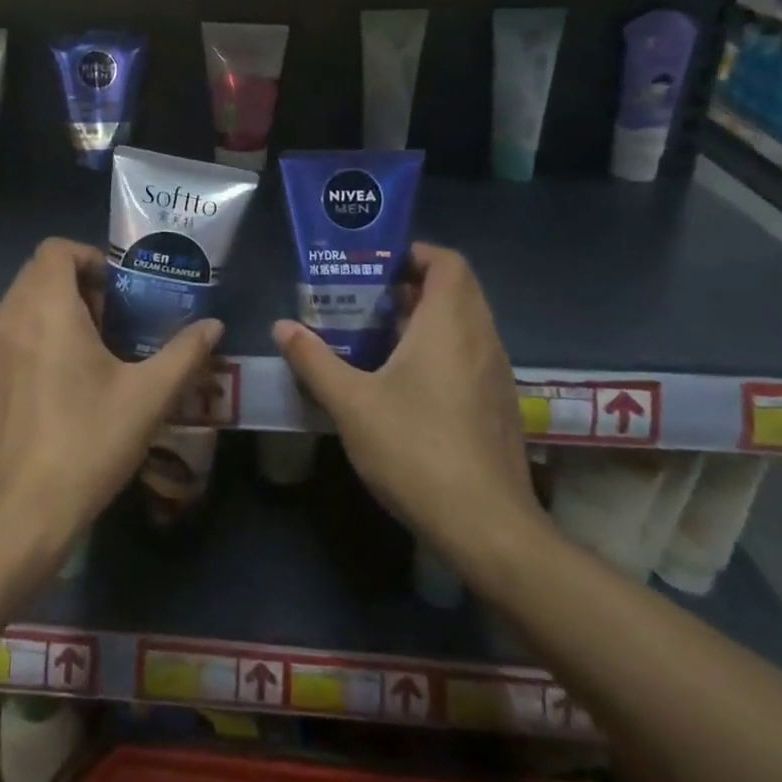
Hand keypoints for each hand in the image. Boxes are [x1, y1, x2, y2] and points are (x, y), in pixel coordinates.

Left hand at [0, 237, 221, 574]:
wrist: (13, 520)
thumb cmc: (84, 445)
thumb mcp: (147, 399)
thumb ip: (184, 354)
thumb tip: (214, 326)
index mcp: (44, 308)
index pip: (56, 249)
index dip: (90, 258)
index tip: (119, 292)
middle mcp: (7, 318)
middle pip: (38, 274)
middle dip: (77, 286)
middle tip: (113, 323)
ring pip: (21, 305)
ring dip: (56, 312)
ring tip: (92, 355)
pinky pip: (8, 337)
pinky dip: (34, 339)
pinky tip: (61, 388)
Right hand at [272, 243, 546, 589]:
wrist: (489, 529)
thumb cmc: (417, 451)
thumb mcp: (351, 404)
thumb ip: (314, 360)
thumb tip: (282, 326)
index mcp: (449, 325)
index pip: (446, 261)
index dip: (413, 252)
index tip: (374, 264)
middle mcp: (480, 338)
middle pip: (455, 288)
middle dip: (411, 283)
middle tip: (365, 296)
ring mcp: (495, 373)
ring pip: (464, 322)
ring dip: (425, 317)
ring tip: (377, 333)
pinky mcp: (499, 404)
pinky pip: (470, 352)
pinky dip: (440, 347)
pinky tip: (404, 378)